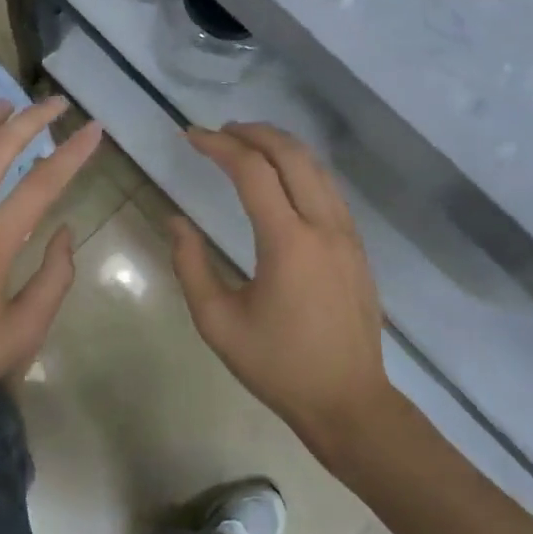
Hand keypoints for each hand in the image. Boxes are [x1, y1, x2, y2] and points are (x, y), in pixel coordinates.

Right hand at [168, 122, 397, 459]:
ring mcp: (346, 232)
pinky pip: (328, 186)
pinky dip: (300, 166)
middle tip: (220, 131)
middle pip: (290, 154)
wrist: (350, 402)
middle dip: (253, 132)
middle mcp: (322, 225)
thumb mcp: (219, 323)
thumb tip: (175, 221)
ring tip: (247, 142)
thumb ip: (191, 266)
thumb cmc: (279, 365)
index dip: (219, 146)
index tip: (191, 136)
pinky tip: (281, 175)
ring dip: (279, 145)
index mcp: (288, 242)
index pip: (252, 171)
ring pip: (315, 165)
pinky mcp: (357, 244)